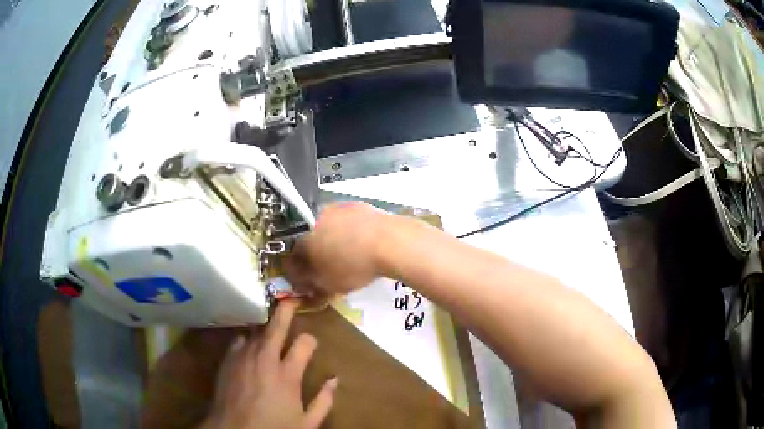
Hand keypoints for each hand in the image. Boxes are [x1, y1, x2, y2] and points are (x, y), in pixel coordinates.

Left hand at [201, 300, 337, 428]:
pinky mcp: (228, 361)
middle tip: (290, 300)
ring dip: (265, 330)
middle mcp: (265, 360)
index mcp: (288, 375)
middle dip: (285, 311)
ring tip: (269, 328)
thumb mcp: (307, 423)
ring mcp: (243, 358)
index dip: (310, 340)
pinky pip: (239, 342)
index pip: (304, 344)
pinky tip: (249, 347)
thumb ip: (324, 401)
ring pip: (255, 333)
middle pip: (276, 328)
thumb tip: (335, 379)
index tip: (311, 344)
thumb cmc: (274, 428)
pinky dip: (247, 341)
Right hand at [284, 202, 393, 295]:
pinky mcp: (358, 205)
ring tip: (349, 257)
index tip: (309, 280)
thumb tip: (303, 284)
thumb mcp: (328, 285)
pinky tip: (363, 244)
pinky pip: (348, 223)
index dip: (299, 271)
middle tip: (329, 269)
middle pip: (310, 239)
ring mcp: (337, 208)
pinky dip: (351, 233)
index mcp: (303, 239)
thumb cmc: (353, 266)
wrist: (389, 241)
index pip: (293, 256)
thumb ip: (311, 285)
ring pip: (329, 228)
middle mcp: (315, 218)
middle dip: (316, 254)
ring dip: (334, 241)